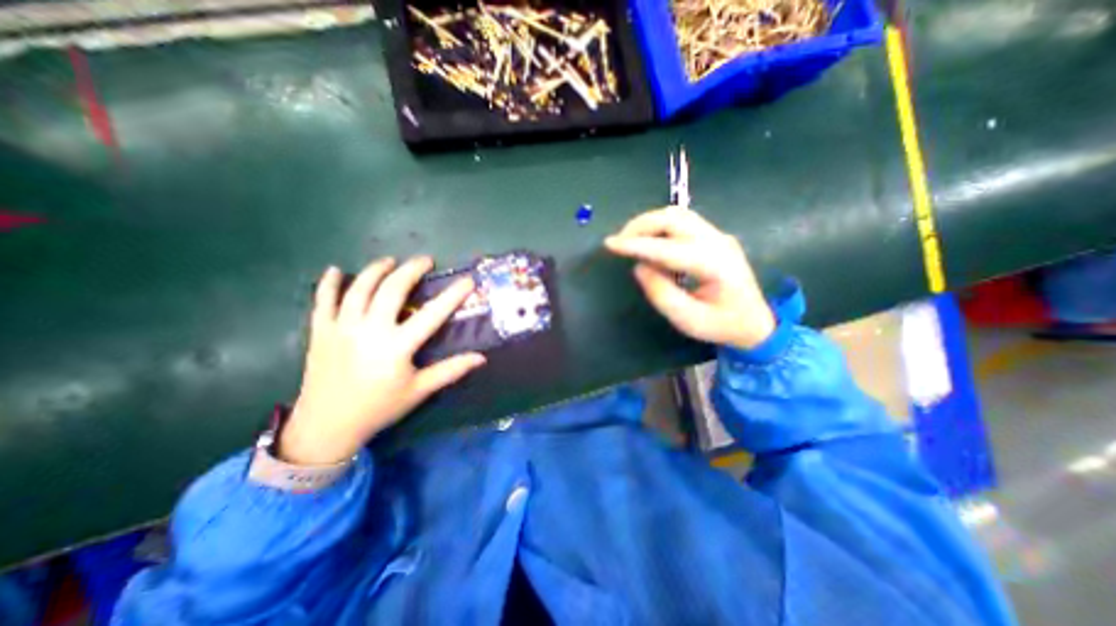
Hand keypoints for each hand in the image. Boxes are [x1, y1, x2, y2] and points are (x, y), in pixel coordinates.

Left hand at [280, 258, 483, 466]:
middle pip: (392, 289)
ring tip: (390, 260)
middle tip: (425, 260)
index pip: (432, 314)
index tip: (467, 281)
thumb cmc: (380, 408)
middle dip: (411, 270)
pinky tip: (335, 270)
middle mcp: (369, 330)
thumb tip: (481, 358)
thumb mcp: (419, 391)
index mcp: (397, 346)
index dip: (453, 295)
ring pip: (359, 288)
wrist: (327, 427)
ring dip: (376, 270)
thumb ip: (450, 371)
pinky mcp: (320, 331)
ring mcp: (342, 328)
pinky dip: (328, 283)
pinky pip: (322, 300)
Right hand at [601, 209, 778, 349]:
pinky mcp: (713, 236)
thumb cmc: (722, 325)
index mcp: (714, 264)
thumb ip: (662, 294)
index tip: (610, 244)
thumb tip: (640, 267)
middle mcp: (718, 241)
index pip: (667, 248)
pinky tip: (649, 241)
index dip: (636, 245)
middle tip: (619, 242)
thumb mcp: (689, 320)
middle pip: (673, 218)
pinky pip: (681, 221)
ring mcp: (718, 235)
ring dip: (649, 223)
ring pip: (677, 214)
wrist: (755, 321)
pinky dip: (659, 227)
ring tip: (630, 240)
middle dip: (640, 226)